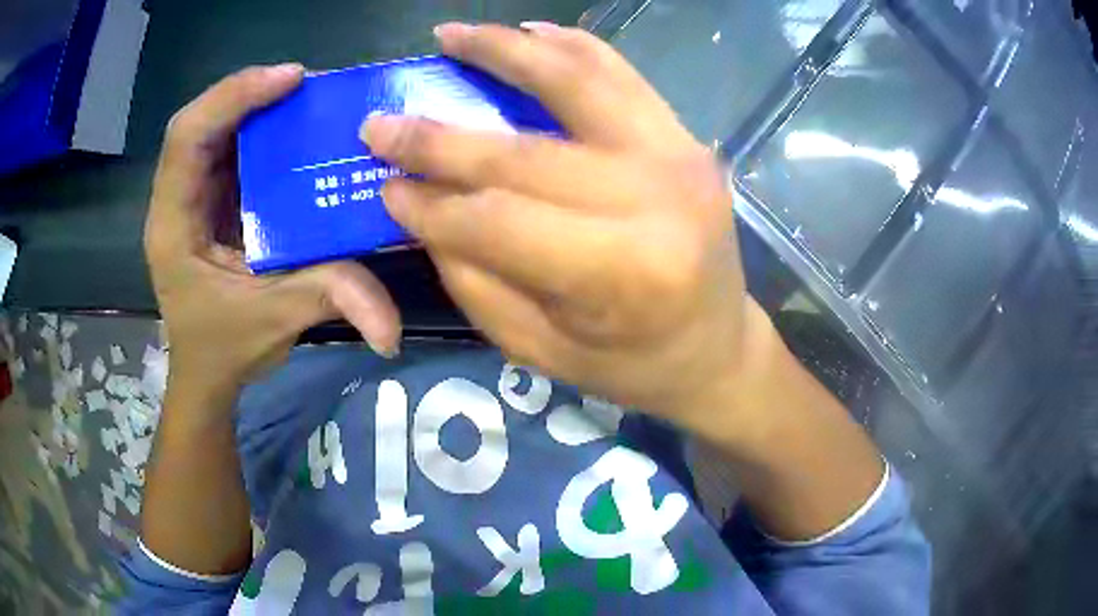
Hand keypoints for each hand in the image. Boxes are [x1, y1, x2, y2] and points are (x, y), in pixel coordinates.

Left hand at [146, 64, 399, 399]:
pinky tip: (292, 130)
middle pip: (199, 123)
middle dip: (248, 93)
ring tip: (303, 98)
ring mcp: (191, 198)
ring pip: (213, 131)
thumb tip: (392, 328)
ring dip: (255, 107)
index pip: (187, 138)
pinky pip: (229, 150)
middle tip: (303, 85)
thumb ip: (330, 301)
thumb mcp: (275, 322)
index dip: (233, 98)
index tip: (290, 79)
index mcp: (174, 224)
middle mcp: (176, 201)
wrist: (206, 371)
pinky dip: (259, 131)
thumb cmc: (224, 348)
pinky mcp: (210, 201)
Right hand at [362, 23, 760, 433]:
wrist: (717, 347)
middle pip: (525, 151)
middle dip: (440, 136)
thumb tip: (422, 205)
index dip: (432, 201)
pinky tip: (529, 31)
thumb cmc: (632, 365)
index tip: (383, 184)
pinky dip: (571, 45)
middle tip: (381, 122)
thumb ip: (474, 277)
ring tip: (450, 35)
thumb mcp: (539, 350)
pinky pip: (621, 73)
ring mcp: (680, 155)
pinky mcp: (686, 137)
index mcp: (623, 273)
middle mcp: (656, 199)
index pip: (498, 219)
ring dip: (504, 50)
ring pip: (577, 80)